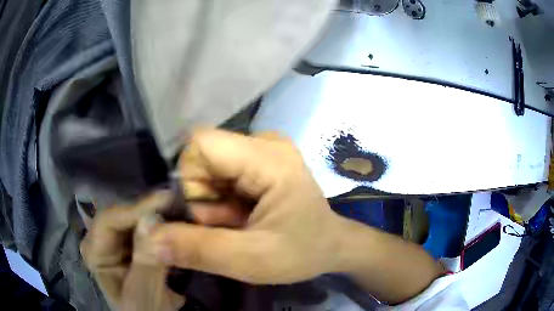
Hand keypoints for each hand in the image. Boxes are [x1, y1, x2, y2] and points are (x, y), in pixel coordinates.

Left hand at [80, 192, 184, 310]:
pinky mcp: (131, 240)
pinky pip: (145, 224)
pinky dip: (160, 221)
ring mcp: (116, 238)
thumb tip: (152, 221)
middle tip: (179, 202)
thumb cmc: (141, 310)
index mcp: (94, 251)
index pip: (108, 220)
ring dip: (156, 212)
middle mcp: (101, 238)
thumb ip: (145, 263)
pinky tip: (175, 218)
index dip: (135, 208)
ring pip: (134, 216)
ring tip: (181, 206)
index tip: (166, 200)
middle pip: (122, 214)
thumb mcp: (143, 294)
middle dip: (148, 208)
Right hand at [149, 129, 342, 283]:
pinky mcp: (258, 162)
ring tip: (238, 224)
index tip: (205, 217)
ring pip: (207, 168)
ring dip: (210, 202)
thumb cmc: (302, 252)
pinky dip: (219, 201)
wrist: (331, 247)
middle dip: (202, 198)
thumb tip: (149, 239)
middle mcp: (264, 142)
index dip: (189, 181)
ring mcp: (262, 149)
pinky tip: (240, 218)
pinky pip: (219, 174)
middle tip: (227, 226)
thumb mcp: (250, 260)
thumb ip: (197, 250)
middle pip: (202, 158)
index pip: (200, 144)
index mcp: (269, 157)